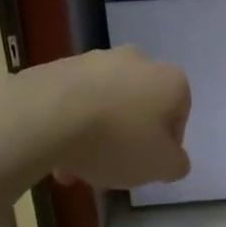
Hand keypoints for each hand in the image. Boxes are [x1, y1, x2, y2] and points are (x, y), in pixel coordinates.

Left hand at [29, 46, 191, 189]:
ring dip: (96, 132)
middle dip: (127, 136)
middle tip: (112, 166)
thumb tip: (173, 159)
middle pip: (139, 107)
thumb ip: (176, 164)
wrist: (46, 114)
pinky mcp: (61, 65)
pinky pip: (74, 99)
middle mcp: (138, 60)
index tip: (146, 166)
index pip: (178, 115)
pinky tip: (56, 152)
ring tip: (76, 166)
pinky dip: (70, 122)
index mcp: (170, 80)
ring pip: (105, 103)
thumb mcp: (161, 166)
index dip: (165, 145)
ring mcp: (96, 59)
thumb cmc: (117, 139)